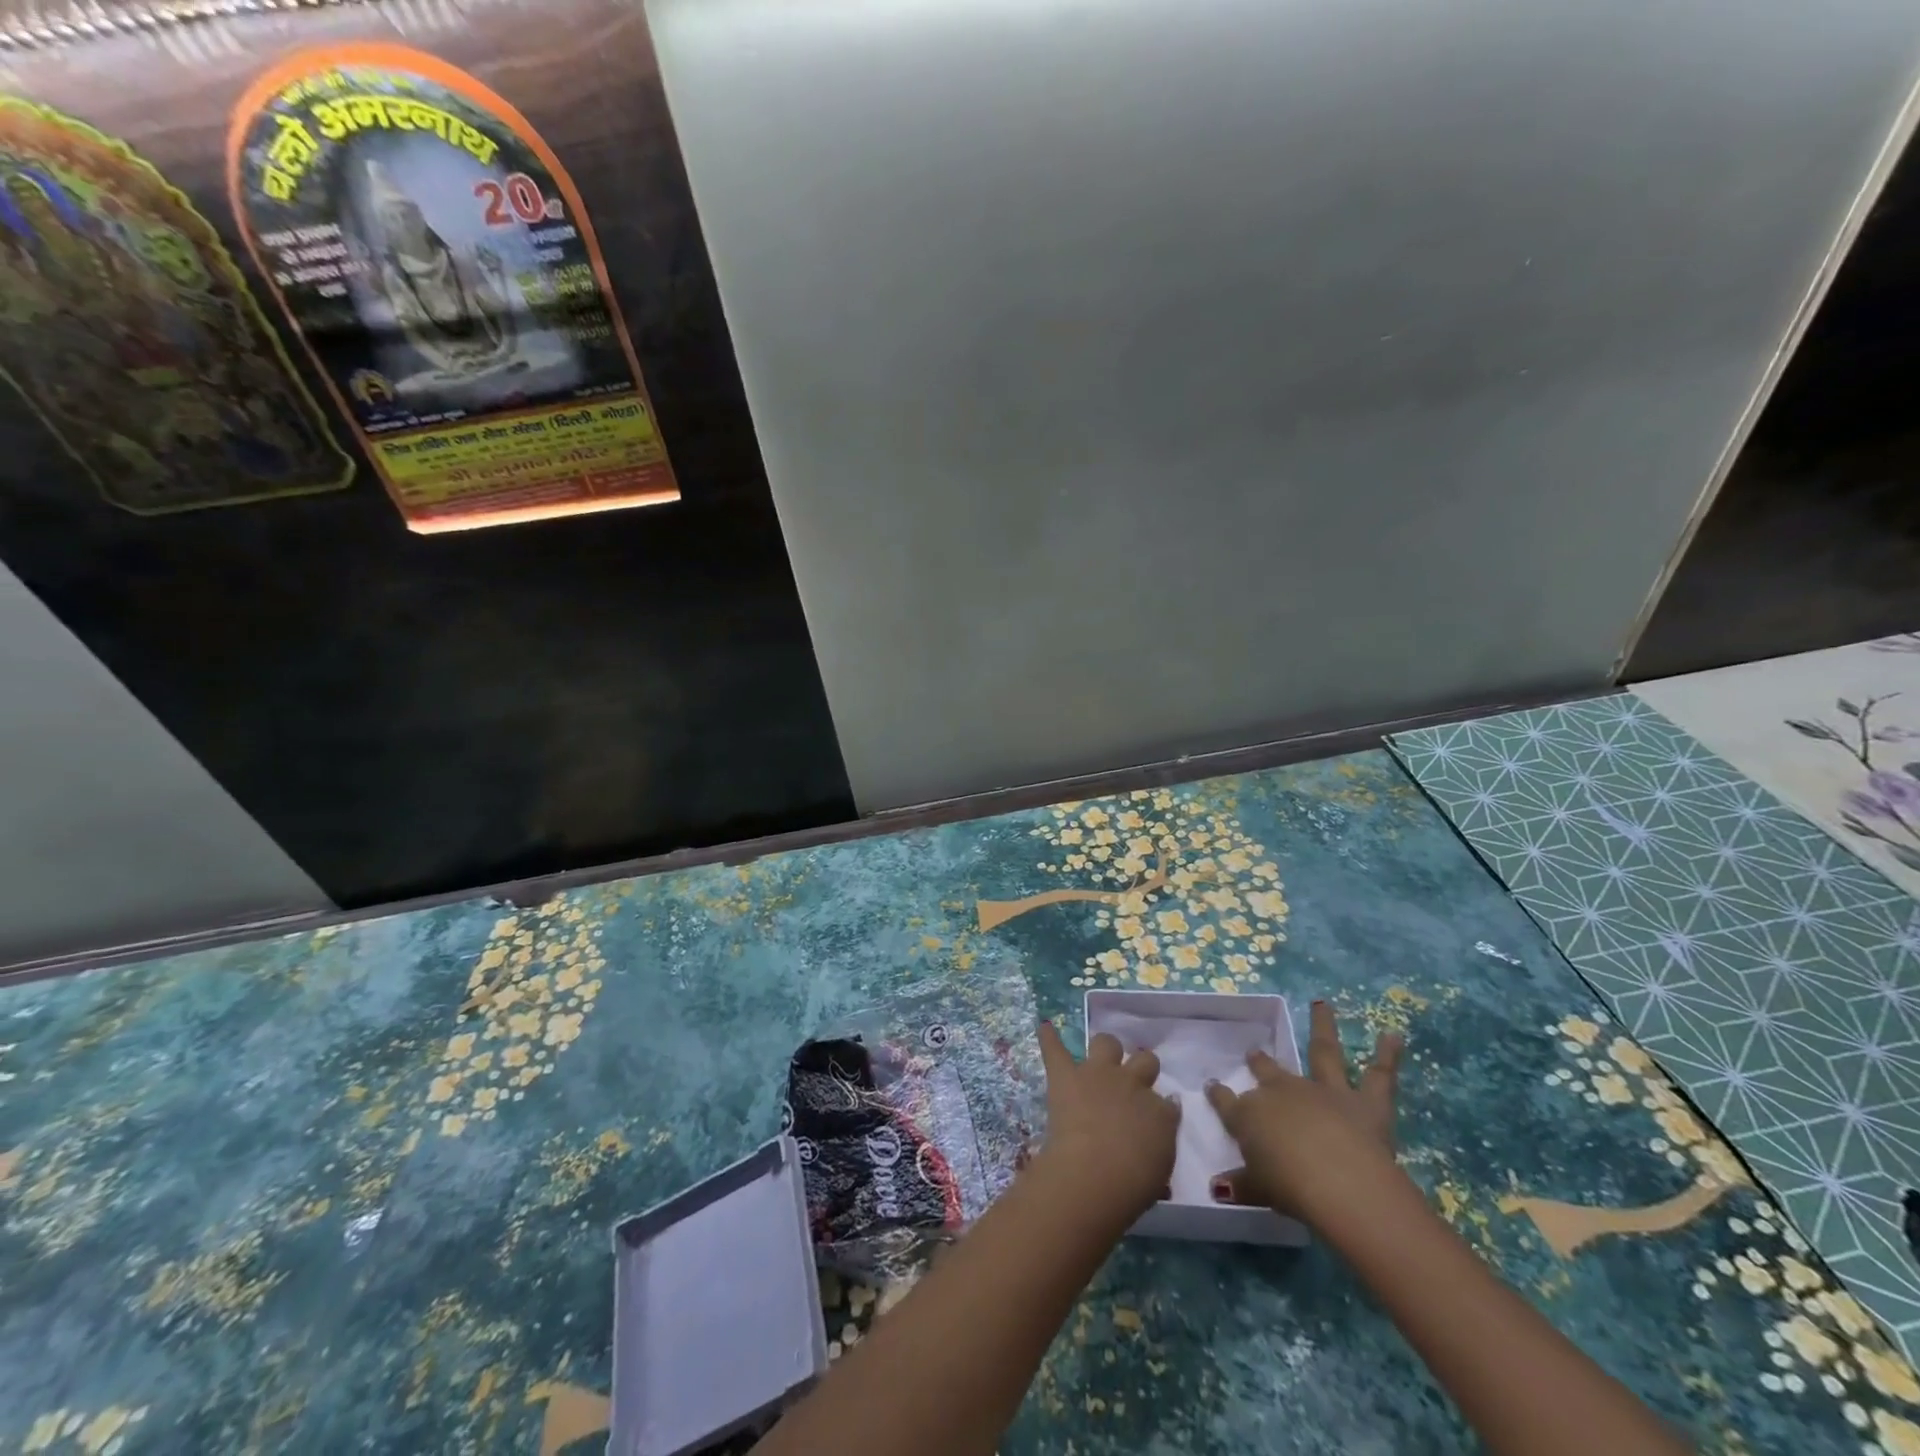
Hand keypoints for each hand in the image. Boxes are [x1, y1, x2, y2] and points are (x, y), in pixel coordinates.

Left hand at [1035, 1021, 1178, 1220]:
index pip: (1167, 1102)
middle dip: (1141, 1068)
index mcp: (1160, 1112)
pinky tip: (1045, 1028)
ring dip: (1106, 1050)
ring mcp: (1098, 1073)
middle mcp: (1132, 1083)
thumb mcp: (1160, 1173)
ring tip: (1100, 1060)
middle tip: (1131, 1085)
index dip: (1160, 1108)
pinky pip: (1055, 1048)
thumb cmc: (1132, 1184)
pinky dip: (1049, 1039)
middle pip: (1145, 1061)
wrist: (1095, 1172)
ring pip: (1107, 1043)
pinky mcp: (1066, 1075)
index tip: (1154, 1118)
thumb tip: (1158, 1131)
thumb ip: (1160, 1145)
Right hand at [1205, 1000, 1404, 1227]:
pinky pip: (1379, 1074)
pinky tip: (1393, 1034)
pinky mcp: (1365, 1101)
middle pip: (1268, 1072)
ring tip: (1322, 1004)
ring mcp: (1324, 1091)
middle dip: (1259, 1062)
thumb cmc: (1290, 1189)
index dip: (1218, 1095)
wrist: (1339, 1183)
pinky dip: (1387, 1054)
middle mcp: (1284, 1093)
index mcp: (1251, 1116)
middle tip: (1254, 1053)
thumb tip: (1219, 1187)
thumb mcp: (1258, 1190)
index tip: (1211, 1086)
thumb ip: (1241, 1184)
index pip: (1228, 1102)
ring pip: (1323, 1052)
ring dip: (1322, 1026)